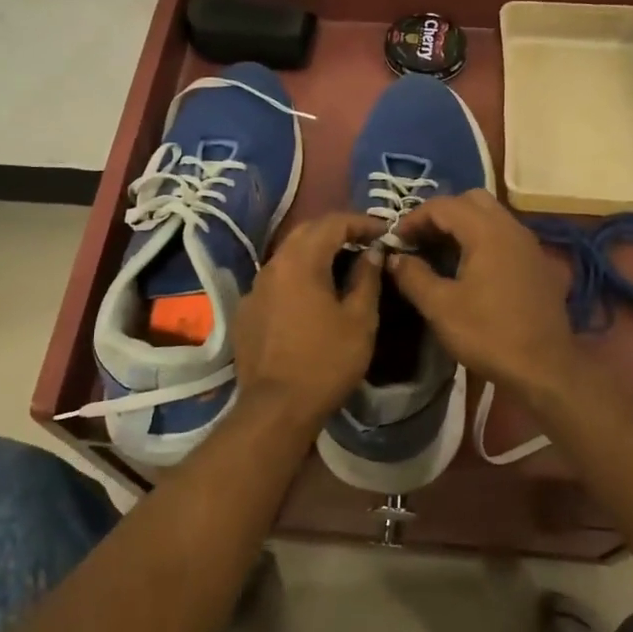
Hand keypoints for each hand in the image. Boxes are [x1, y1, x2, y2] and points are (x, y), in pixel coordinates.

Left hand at [234, 212, 385, 429]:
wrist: (275, 409)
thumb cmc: (326, 362)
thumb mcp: (360, 320)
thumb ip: (367, 278)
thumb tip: (373, 251)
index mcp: (300, 261)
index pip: (333, 222)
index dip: (362, 222)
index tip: (386, 232)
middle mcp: (272, 265)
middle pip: (307, 232)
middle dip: (338, 231)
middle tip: (365, 242)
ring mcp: (255, 288)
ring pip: (289, 256)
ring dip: (317, 253)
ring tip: (343, 266)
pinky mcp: (247, 311)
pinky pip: (276, 281)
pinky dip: (299, 277)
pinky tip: (313, 297)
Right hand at [387, 190, 582, 397]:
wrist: (545, 368)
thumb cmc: (489, 334)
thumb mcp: (440, 307)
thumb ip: (413, 276)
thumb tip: (395, 258)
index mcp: (487, 232)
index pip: (444, 205)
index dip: (414, 217)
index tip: (396, 240)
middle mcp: (511, 228)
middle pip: (471, 200)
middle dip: (441, 214)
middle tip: (420, 240)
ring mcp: (529, 245)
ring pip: (491, 216)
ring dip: (463, 226)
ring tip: (440, 252)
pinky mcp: (538, 263)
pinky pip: (505, 236)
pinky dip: (483, 239)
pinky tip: (470, 268)